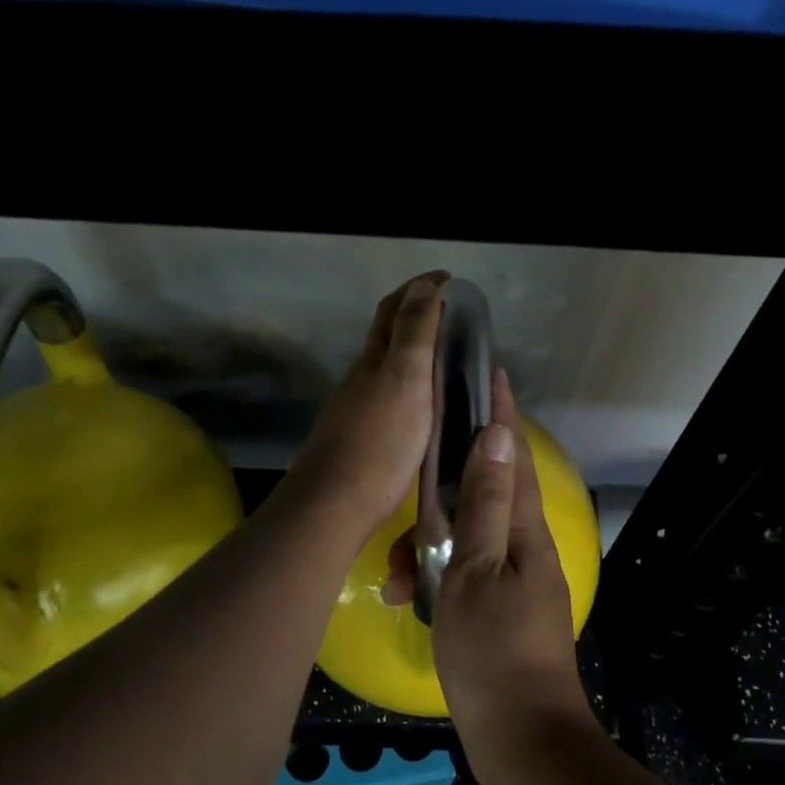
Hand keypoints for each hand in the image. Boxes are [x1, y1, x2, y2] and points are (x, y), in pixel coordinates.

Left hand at [286, 272, 446, 539]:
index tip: (448, 278)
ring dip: (410, 354)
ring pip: (384, 369)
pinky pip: (386, 400)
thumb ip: (414, 334)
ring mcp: (354, 411)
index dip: (419, 289)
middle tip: (450, 314)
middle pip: (384, 336)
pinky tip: (421, 407)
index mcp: (373, 361)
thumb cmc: (379, 442)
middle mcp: (359, 380)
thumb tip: (424, 286)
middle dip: (413, 316)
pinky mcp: (358, 441)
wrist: (334, 505)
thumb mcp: (405, 381)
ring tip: (444, 358)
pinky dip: (407, 388)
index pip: (393, 310)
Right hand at [383, 371, 595, 783]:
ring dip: (425, 548)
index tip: (488, 372)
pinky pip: (460, 573)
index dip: (499, 412)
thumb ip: (483, 504)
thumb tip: (495, 436)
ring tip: (392, 579)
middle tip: (407, 486)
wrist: (522, 738)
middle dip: (439, 490)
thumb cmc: (493, 651)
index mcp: (522, 530)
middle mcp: (522, 546)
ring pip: (462, 538)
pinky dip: (432, 577)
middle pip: (480, 495)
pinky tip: (402, 598)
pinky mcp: (496, 608)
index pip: (510, 454)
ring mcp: (511, 579)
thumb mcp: (477, 570)